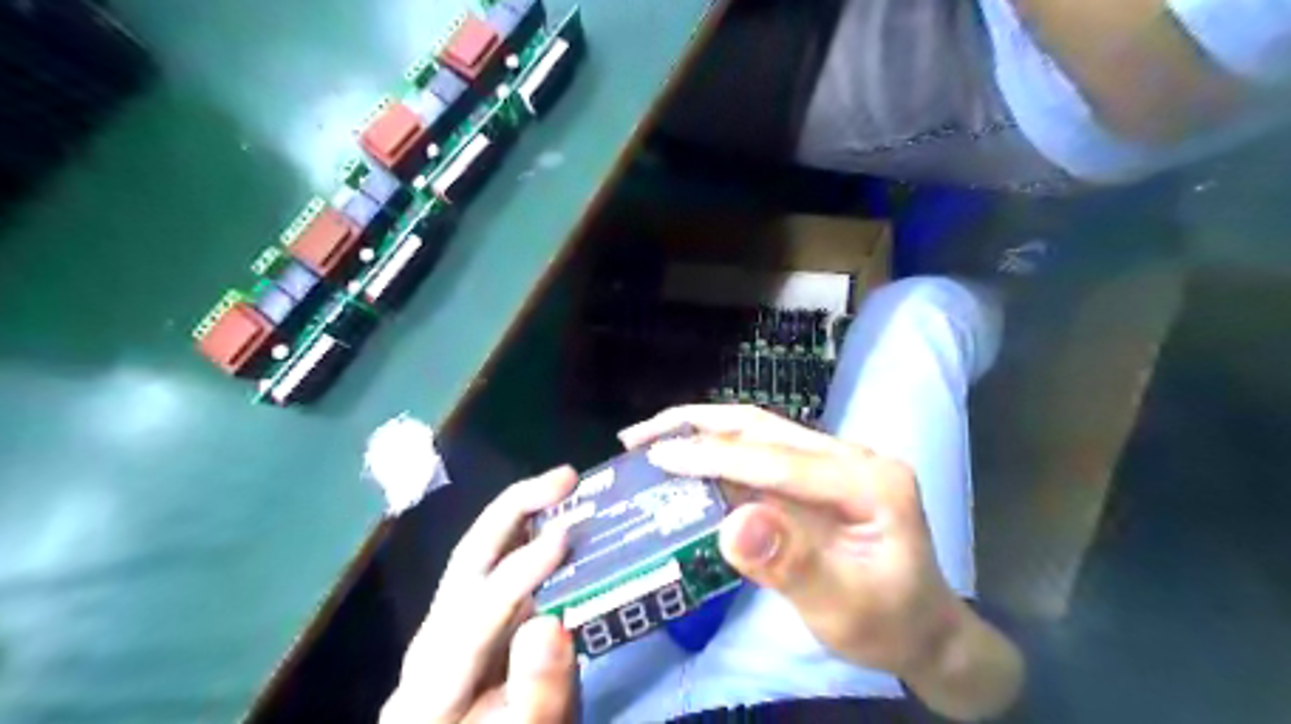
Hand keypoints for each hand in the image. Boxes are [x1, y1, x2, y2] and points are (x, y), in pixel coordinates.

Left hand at [381, 466, 581, 719]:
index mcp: (433, 683)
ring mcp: (446, 627)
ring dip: (521, 512)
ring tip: (564, 486)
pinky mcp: (468, 620)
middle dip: (515, 508)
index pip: (476, 612)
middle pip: (467, 560)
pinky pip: (495, 565)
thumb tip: (549, 623)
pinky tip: (554, 519)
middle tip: (567, 478)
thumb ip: (539, 690)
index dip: (522, 570)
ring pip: (479, 554)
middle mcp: (431, 643)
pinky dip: (525, 533)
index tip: (569, 536)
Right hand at [616, 404, 955, 674]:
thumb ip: (791, 564)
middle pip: (764, 427)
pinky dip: (717, 451)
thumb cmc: (888, 623)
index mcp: (868, 481)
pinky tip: (686, 458)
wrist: (923, 629)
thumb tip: (732, 521)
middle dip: (696, 424)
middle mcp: (850, 457)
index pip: (779, 459)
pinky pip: (760, 454)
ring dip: (701, 429)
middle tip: (638, 436)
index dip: (715, 456)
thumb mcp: (844, 608)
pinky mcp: (815, 475)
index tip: (658, 457)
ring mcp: (832, 462)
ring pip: (758, 431)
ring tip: (651, 438)